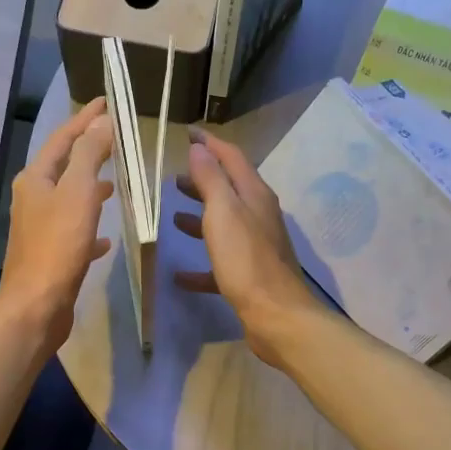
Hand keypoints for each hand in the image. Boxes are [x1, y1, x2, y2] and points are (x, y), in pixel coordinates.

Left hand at [0, 96, 113, 349]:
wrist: (36, 306)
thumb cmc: (58, 246)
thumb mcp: (78, 192)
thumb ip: (89, 154)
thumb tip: (101, 120)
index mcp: (36, 178)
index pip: (63, 138)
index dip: (85, 118)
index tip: (108, 101)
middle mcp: (33, 198)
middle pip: (64, 166)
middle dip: (88, 151)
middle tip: (116, 140)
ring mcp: (39, 228)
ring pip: (68, 199)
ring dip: (89, 188)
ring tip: (114, 185)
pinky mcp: (50, 255)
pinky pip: (73, 232)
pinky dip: (90, 227)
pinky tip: (107, 238)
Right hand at [172, 127, 321, 366]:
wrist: (277, 316)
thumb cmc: (246, 261)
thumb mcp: (223, 213)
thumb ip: (210, 180)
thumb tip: (199, 149)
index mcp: (254, 195)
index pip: (231, 157)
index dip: (209, 144)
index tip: (186, 133)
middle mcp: (258, 216)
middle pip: (229, 190)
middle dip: (202, 180)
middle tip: (174, 179)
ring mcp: (256, 247)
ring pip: (224, 224)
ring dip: (200, 217)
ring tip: (174, 216)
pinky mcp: (249, 276)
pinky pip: (220, 263)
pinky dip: (200, 264)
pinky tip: (179, 274)